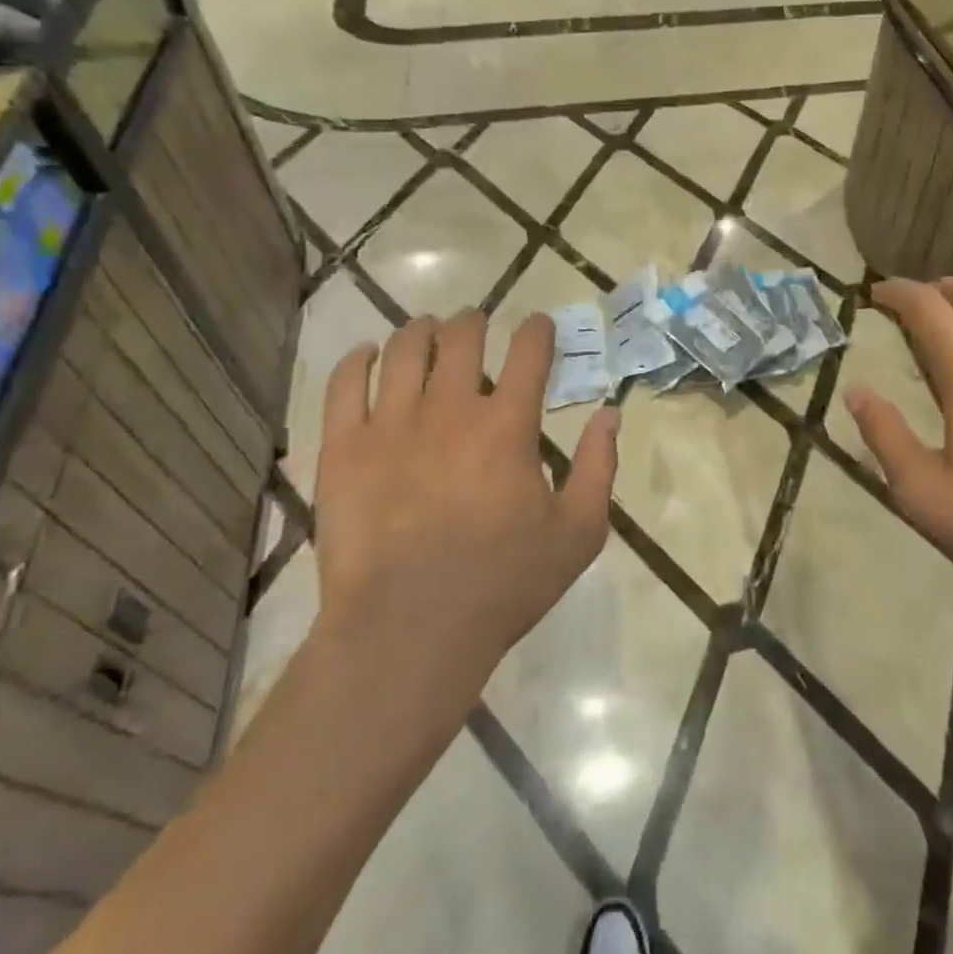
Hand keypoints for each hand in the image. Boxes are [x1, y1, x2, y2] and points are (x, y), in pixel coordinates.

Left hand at [311, 310, 617, 680]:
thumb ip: (597, 466)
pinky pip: (344, 385)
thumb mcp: (578, 532)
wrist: (408, 632)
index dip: (538, 330)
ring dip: (422, 330)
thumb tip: (610, 413)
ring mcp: (390, 424)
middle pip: (462, 338)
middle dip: (475, 321)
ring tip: (427, 328)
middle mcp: (450, 409)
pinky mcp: (343, 448)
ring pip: (405, 350)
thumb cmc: (503, 583)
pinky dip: (358, 360)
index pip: (529, 352)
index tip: (540, 326)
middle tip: (477, 322)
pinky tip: (368, 354)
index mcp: (508, 425)